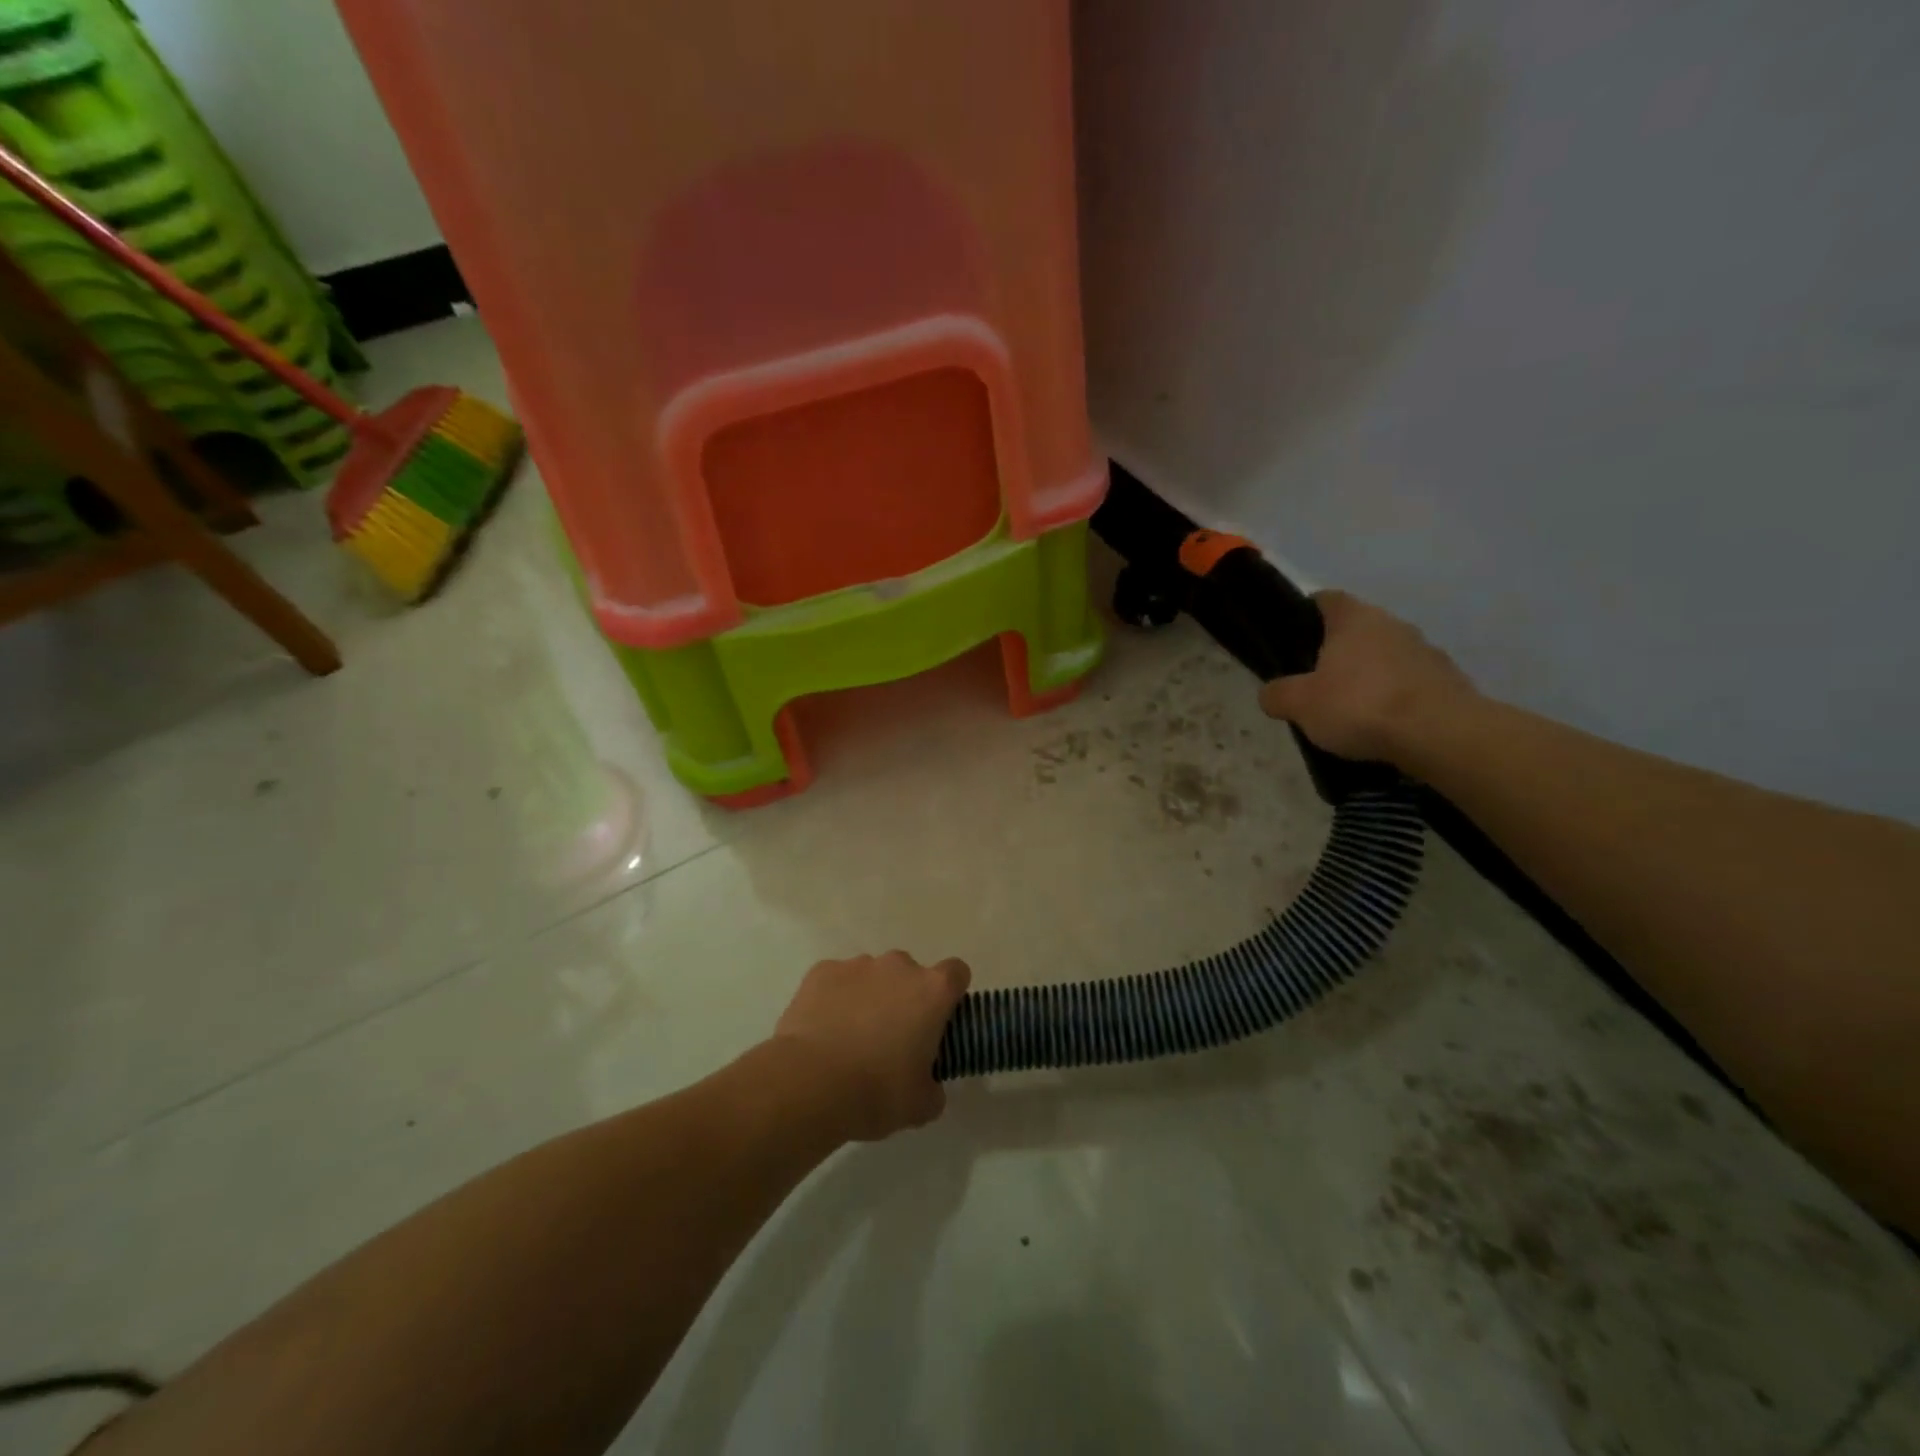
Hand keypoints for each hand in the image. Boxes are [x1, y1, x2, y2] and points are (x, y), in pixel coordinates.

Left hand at [772, 952, 970, 1141]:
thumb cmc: (876, 1092)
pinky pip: (837, 980)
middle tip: (891, 1039)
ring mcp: (857, 965)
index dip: (950, 995)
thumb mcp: (920, 1105)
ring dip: (869, 997)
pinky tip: (824, 1031)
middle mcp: (898, 967)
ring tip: (850, 1039)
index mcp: (932, 991)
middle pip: (910, 974)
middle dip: (904, 998)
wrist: (810, 1084)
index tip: (939, 1021)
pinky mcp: (821, 971)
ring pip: (872, 976)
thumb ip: (933, 1088)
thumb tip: (928, 1085)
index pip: (956, 973)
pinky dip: (835, 998)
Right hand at [1258, 590, 1477, 763]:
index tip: (1294, 638)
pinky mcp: (1448, 680)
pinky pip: (1410, 683)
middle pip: (1357, 629)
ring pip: (1386, 656)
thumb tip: (1271, 693)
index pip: (1326, 599)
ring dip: (1370, 675)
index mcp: (1354, 618)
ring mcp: (1426, 650)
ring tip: (1351, 710)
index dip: (1307, 614)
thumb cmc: (1360, 705)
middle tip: (1316, 682)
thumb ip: (1277, 695)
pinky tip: (1383, 725)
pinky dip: (1395, 697)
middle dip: (1337, 651)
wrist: (1439, 734)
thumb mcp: (1299, 704)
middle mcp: (1392, 624)